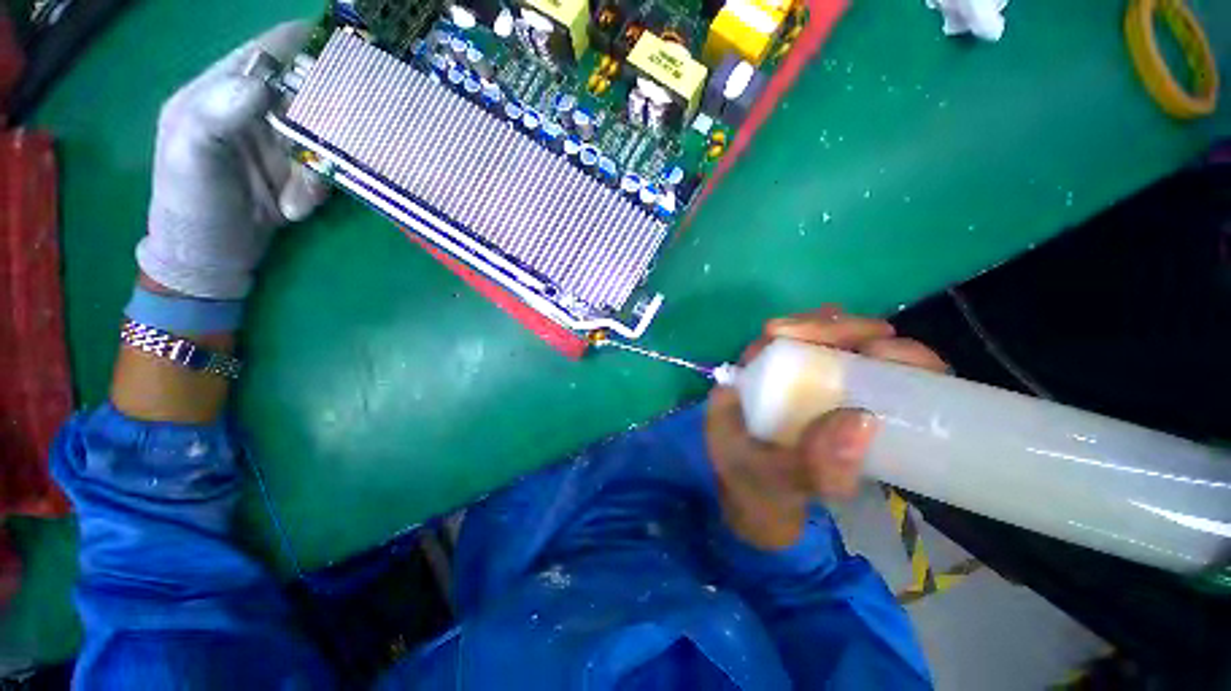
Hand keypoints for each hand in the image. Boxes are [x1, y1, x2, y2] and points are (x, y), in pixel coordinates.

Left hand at [136, 21, 328, 299]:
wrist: (210, 258)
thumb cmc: (189, 206)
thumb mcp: (189, 157)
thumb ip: (217, 112)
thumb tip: (263, 82)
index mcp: (221, 89)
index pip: (272, 50)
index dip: (310, 47)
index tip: (349, 62)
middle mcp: (256, 107)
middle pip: (311, 93)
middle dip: (328, 121)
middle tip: (334, 145)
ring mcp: (280, 140)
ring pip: (326, 135)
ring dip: (320, 168)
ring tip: (299, 200)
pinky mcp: (299, 170)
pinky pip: (327, 167)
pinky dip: (320, 188)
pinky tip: (298, 209)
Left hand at [706, 306, 948, 548]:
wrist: (764, 517)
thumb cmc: (756, 494)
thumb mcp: (777, 482)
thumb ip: (813, 463)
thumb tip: (864, 420)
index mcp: (743, 387)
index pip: (769, 342)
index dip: (804, 327)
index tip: (846, 336)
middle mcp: (769, 379)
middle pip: (805, 338)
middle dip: (846, 331)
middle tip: (885, 343)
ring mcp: (798, 391)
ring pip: (832, 351)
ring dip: (870, 345)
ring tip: (904, 359)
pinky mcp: (825, 406)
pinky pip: (853, 377)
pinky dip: (882, 369)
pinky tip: (908, 375)